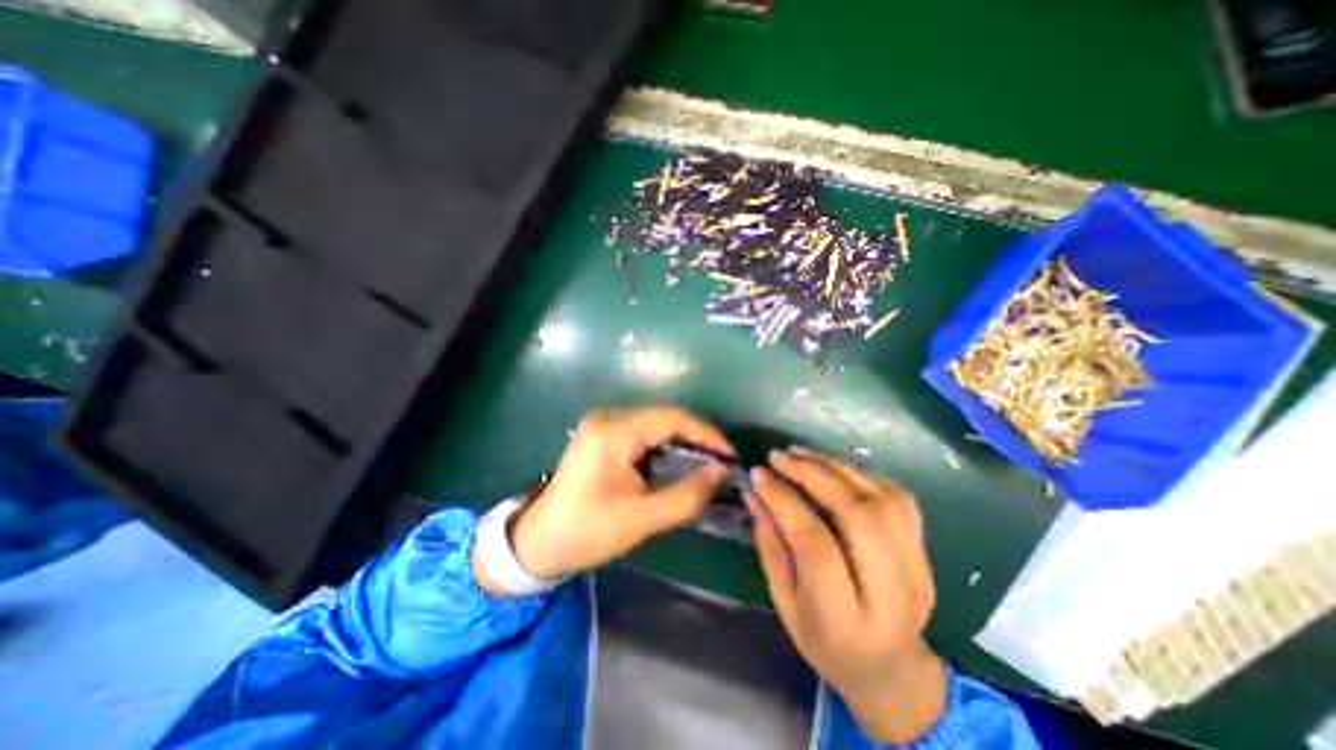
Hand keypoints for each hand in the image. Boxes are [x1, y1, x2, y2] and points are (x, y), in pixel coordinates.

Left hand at [477, 403, 729, 590]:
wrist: (539, 541)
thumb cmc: (588, 532)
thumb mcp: (642, 518)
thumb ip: (686, 494)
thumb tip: (720, 472)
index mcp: (613, 433)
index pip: (671, 418)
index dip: (705, 433)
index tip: (728, 455)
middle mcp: (607, 418)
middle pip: (664, 415)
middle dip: (696, 436)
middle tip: (720, 460)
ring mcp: (601, 423)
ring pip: (654, 421)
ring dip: (681, 438)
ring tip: (704, 461)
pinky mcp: (601, 433)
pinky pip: (642, 429)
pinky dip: (664, 442)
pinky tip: (676, 460)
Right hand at [746, 444, 942, 744]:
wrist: (890, 670)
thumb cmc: (824, 642)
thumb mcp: (784, 602)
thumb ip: (770, 545)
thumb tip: (755, 493)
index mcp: (846, 621)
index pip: (816, 544)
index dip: (784, 501)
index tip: (758, 474)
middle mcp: (891, 594)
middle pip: (856, 515)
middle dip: (813, 475)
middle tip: (780, 456)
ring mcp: (918, 570)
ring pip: (882, 500)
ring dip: (837, 468)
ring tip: (802, 454)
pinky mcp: (926, 552)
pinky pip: (899, 498)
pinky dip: (863, 475)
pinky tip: (835, 468)